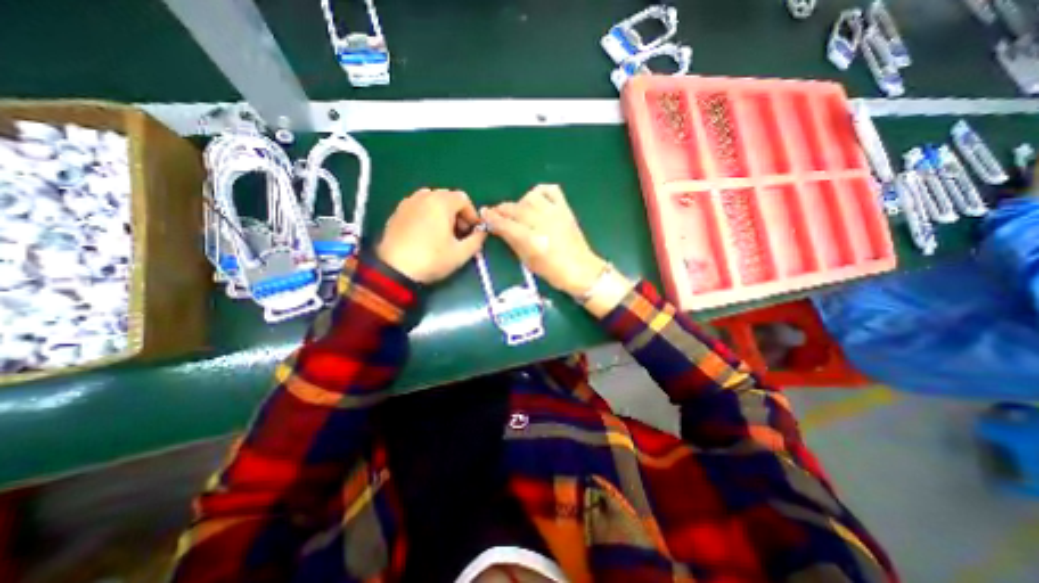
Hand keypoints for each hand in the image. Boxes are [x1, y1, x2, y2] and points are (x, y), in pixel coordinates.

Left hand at [379, 189, 486, 284]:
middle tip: (459, 233)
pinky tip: (426, 233)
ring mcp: (408, 203)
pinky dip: (427, 214)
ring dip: (442, 212)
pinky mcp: (397, 212)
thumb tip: (482, 233)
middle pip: (447, 197)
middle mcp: (423, 196)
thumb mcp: (461, 253)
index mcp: (441, 202)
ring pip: (432, 200)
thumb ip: (477, 240)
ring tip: (442, 232)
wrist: (395, 269)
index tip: (472, 231)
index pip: (463, 198)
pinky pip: (418, 206)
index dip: (472, 214)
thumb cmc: (432, 259)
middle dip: (457, 213)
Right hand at [486, 185, 611, 297]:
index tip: (484, 213)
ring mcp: (555, 214)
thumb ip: (512, 242)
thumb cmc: (552, 272)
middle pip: (516, 209)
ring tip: (517, 210)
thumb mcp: (528, 261)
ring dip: (519, 202)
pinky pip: (551, 191)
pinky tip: (535, 200)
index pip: (506, 224)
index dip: (492, 218)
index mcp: (532, 241)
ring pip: (530, 198)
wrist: (581, 270)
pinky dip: (540, 192)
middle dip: (502, 209)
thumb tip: (499, 228)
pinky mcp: (565, 209)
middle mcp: (542, 223)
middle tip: (496, 212)